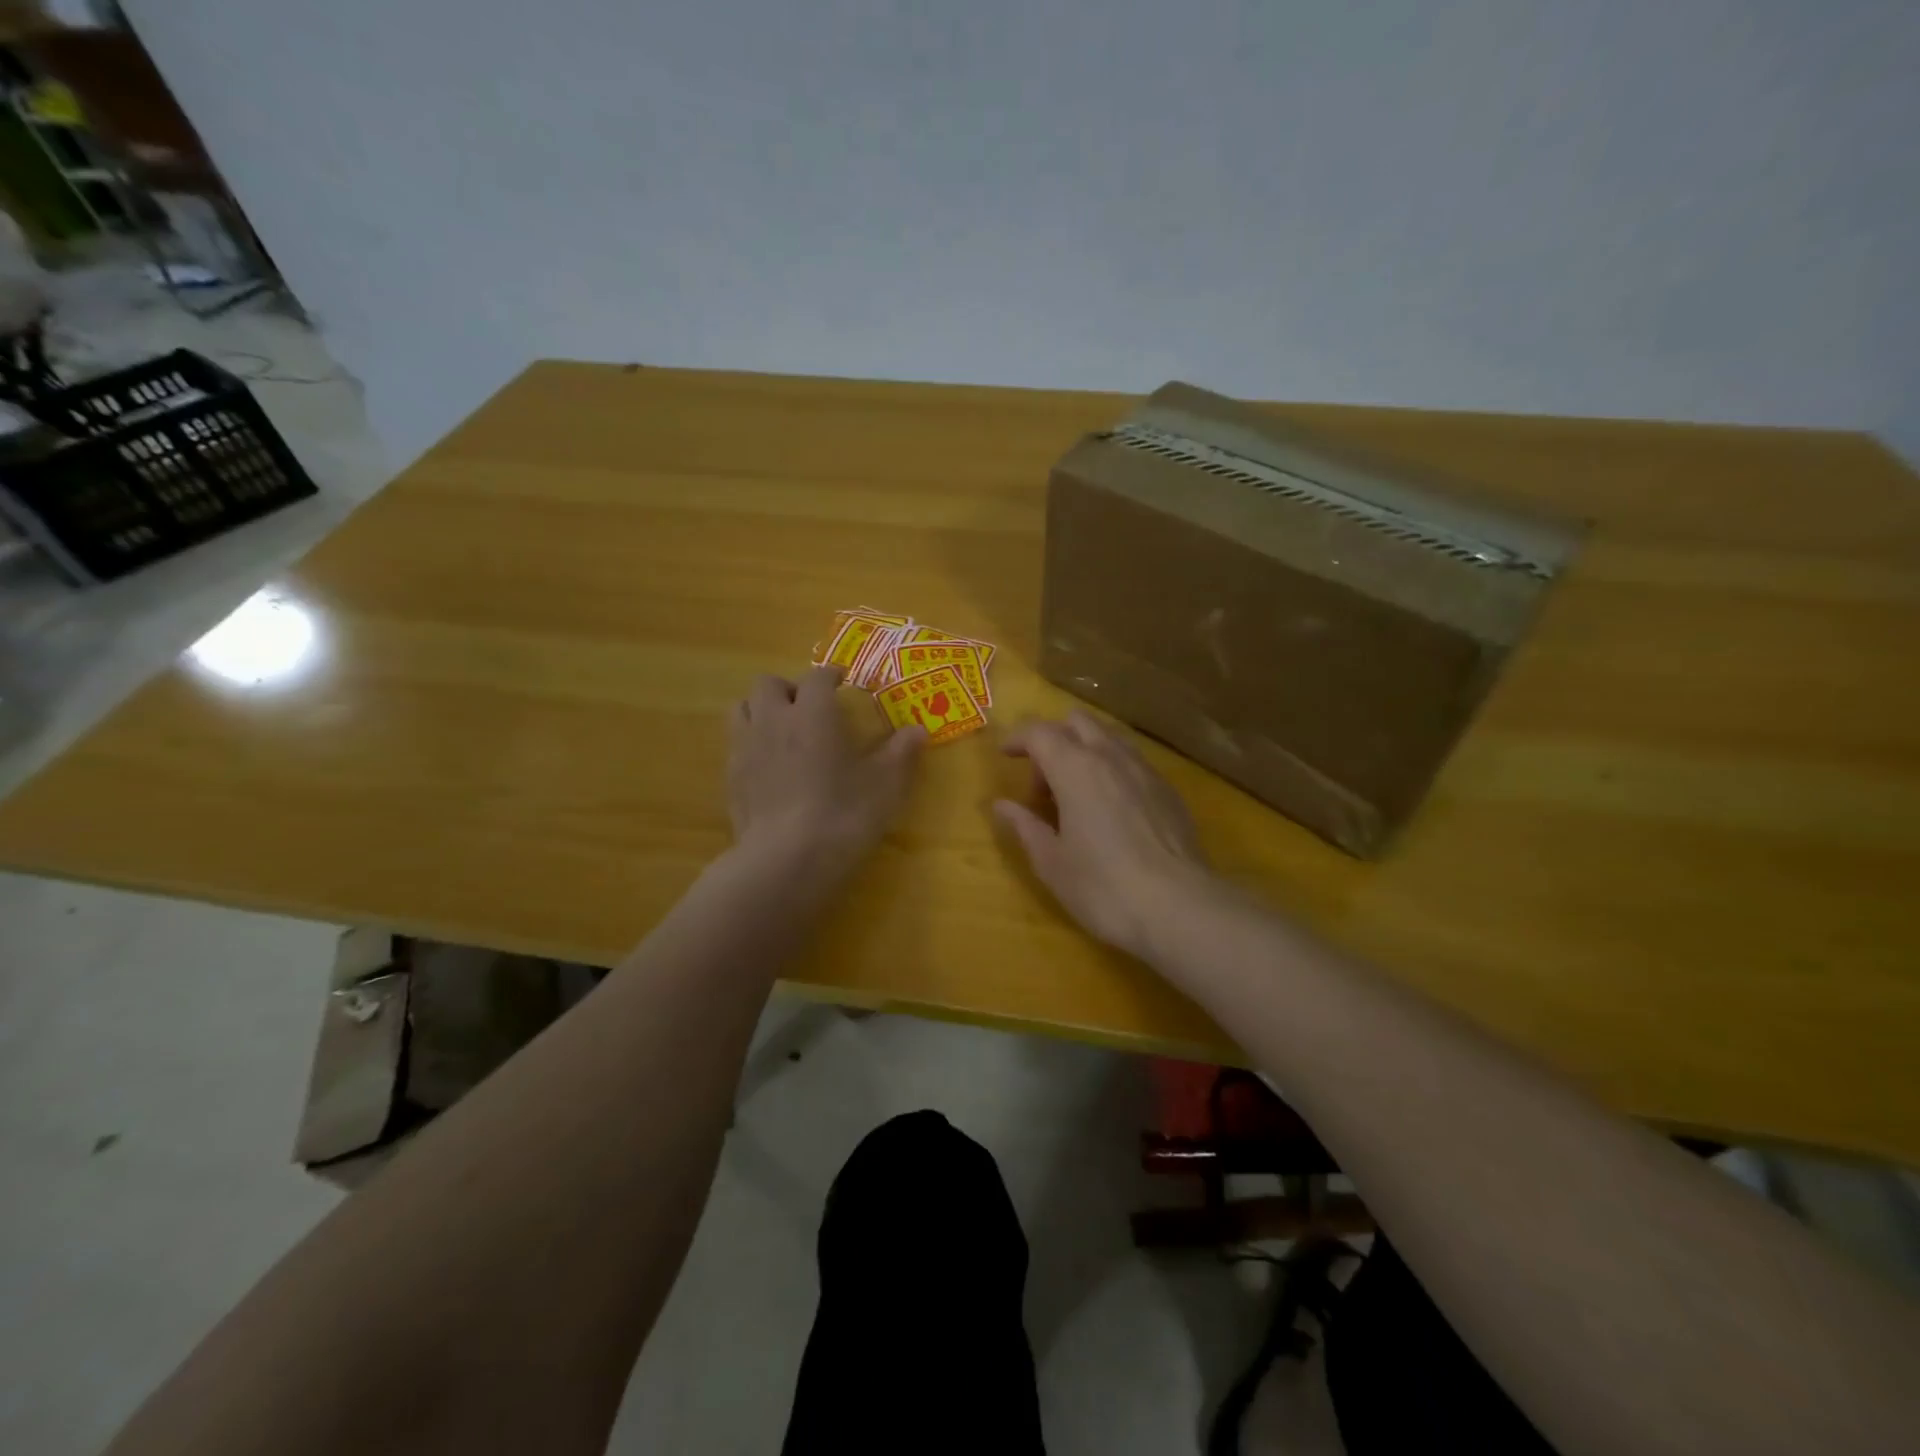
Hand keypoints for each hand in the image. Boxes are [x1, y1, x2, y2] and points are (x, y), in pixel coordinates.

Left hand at [727, 667, 924, 878]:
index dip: (831, 675)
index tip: (842, 681)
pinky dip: (752, 744)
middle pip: (769, 684)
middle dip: (789, 688)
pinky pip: (736, 744)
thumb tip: (918, 731)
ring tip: (783, 730)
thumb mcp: (885, 785)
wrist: (785, 860)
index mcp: (813, 712)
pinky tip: (769, 767)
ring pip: (743, 708)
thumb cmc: (842, 814)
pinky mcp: (730, 778)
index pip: (817, 677)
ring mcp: (745, 748)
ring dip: (762, 710)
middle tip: (809, 707)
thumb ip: (901, 753)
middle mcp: (774, 719)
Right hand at [994, 710, 1216, 959]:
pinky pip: (1132, 762)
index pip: (1039, 732)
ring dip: (1085, 752)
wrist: (1179, 907)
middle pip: (1077, 722)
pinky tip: (1112, 810)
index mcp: (1075, 768)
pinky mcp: (1169, 790)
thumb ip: (1025, 826)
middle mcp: (1111, 757)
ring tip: (1077, 795)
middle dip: (1054, 740)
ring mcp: (1145, 770)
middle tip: (1043, 783)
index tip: (1006, 755)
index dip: (1018, 739)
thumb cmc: (1103, 886)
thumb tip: (1002, 805)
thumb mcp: (1052, 862)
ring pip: (1109, 738)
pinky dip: (1112, 770)